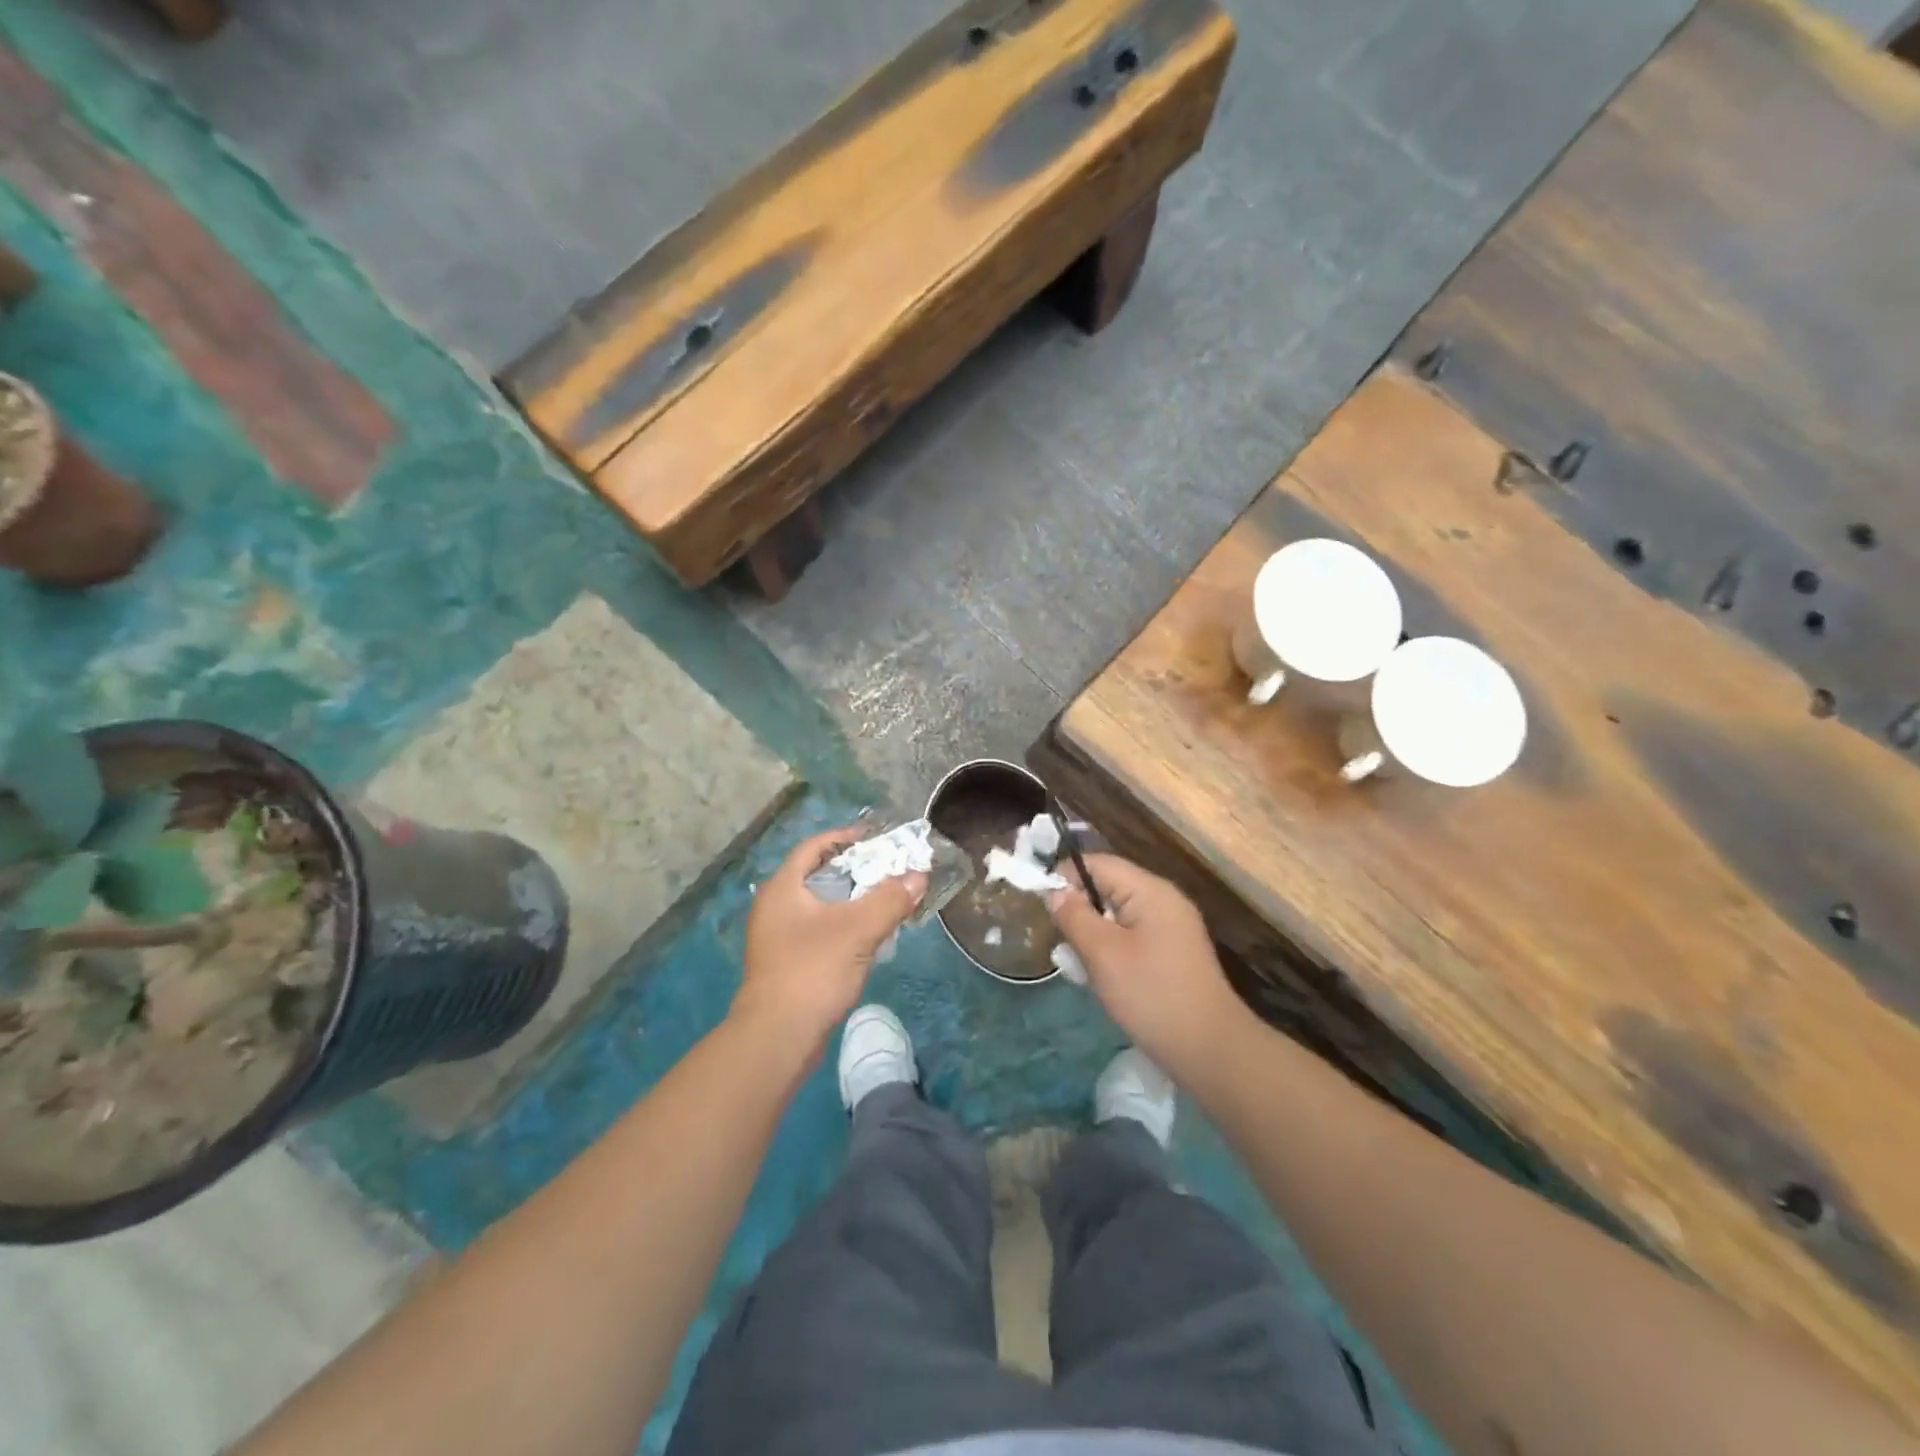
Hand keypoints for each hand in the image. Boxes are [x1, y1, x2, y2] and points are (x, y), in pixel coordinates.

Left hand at [733, 828, 927, 1053]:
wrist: (777, 1038)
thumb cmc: (813, 971)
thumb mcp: (858, 929)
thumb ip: (890, 899)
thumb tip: (919, 876)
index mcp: (782, 888)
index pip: (813, 847)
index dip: (845, 838)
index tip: (876, 838)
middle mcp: (775, 907)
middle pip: (818, 875)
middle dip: (855, 870)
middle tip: (889, 869)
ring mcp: (778, 938)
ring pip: (820, 906)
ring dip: (852, 900)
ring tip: (885, 900)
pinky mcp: (787, 964)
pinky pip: (820, 931)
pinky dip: (844, 926)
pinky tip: (868, 937)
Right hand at [1047, 854, 1249, 1079]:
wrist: (1209, 1050)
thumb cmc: (1151, 995)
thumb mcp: (1103, 954)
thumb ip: (1074, 916)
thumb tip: (1054, 891)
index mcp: (1150, 891)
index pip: (1098, 863)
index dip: (1064, 877)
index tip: (1040, 905)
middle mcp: (1164, 901)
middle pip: (1108, 887)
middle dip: (1079, 910)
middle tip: (1060, 943)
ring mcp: (1172, 928)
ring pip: (1117, 916)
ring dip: (1093, 934)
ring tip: (1079, 966)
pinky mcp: (1173, 953)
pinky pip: (1131, 937)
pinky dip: (1111, 950)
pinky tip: (1103, 979)